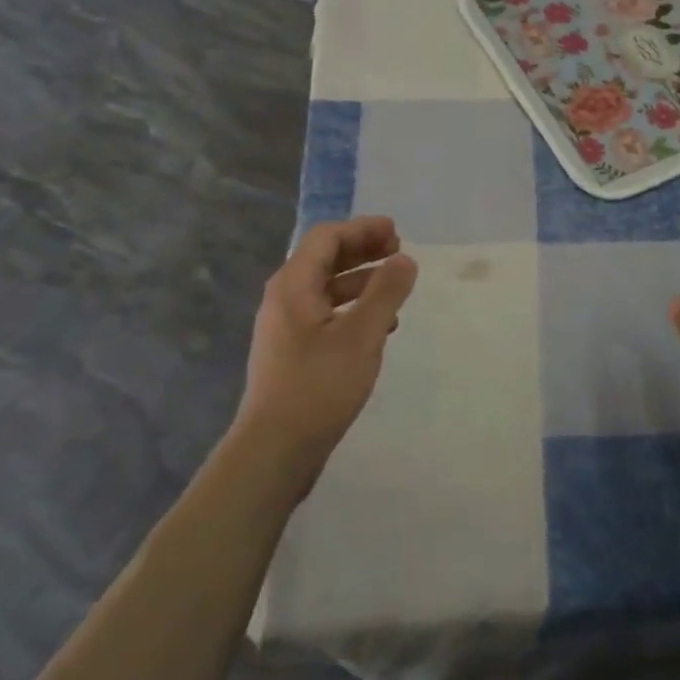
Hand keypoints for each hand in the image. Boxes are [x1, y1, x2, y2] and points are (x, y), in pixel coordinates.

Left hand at [233, 217, 418, 493]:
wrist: (274, 450)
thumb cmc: (319, 386)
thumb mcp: (362, 335)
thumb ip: (386, 292)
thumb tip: (404, 259)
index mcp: (293, 285)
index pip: (327, 237)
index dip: (362, 228)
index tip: (396, 233)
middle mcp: (284, 298)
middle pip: (324, 258)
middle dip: (362, 250)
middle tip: (398, 253)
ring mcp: (285, 326)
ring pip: (326, 288)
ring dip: (361, 280)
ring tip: (395, 287)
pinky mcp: (292, 351)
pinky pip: (325, 313)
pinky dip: (352, 308)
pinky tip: (379, 326)